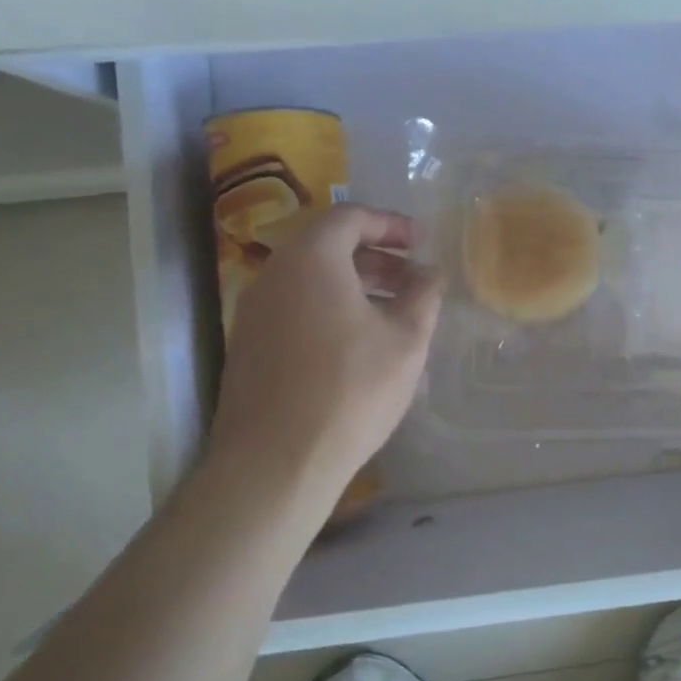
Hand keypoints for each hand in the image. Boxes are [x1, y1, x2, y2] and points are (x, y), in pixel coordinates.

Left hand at [206, 205, 442, 511]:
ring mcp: (254, 313)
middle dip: (377, 256)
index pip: (349, 217)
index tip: (422, 242)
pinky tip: (360, 343)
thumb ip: (423, 296)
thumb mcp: (406, 339)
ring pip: (311, 280)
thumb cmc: (350, 389)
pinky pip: (296, 307)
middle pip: (328, 246)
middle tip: (414, 279)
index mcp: (311, 260)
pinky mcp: (250, 347)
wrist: (274, 463)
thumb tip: (430, 273)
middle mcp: (274, 276)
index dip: (391, 224)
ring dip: (356, 284)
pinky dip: (331, 308)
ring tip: (394, 312)